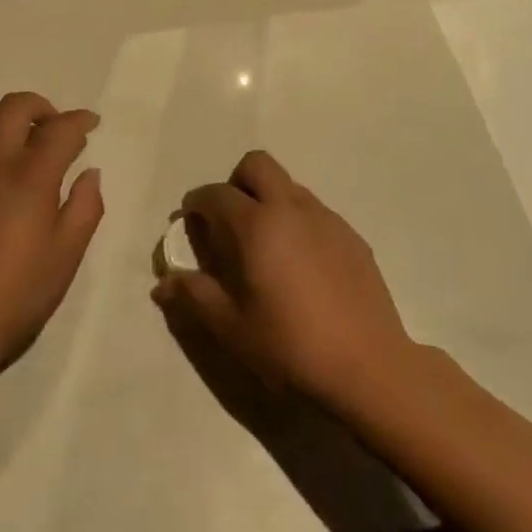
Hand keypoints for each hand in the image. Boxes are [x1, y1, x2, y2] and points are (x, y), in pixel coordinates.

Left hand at [0, 92, 103, 379]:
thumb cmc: (17, 295)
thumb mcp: (67, 256)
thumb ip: (86, 207)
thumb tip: (89, 173)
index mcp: (31, 176)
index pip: (61, 129)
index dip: (81, 120)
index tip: (91, 123)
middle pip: (16, 107)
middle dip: (42, 107)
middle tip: (55, 125)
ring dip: (4, 116)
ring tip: (16, 133)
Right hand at [152, 150, 414, 408]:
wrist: (368, 367)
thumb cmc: (291, 347)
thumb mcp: (232, 328)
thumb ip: (195, 297)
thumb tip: (163, 282)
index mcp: (256, 225)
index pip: (216, 194)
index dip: (197, 203)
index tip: (191, 222)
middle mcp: (290, 207)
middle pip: (257, 164)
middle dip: (236, 182)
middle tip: (231, 223)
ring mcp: (325, 217)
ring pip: (288, 185)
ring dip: (269, 200)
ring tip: (267, 247)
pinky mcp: (351, 234)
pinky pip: (315, 211)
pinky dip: (298, 222)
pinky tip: (302, 266)